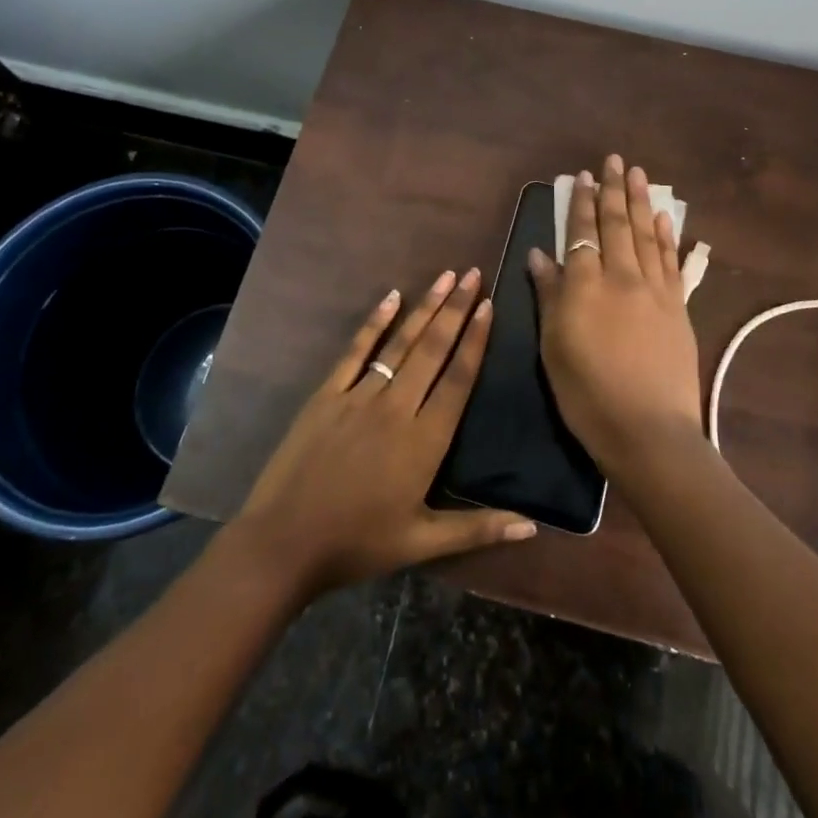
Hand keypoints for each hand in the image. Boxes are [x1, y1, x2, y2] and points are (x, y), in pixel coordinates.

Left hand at [231, 268, 536, 601]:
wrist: (284, 544)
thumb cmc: (357, 544)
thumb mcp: (422, 543)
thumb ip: (478, 529)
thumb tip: (533, 528)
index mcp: (425, 440)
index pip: (459, 379)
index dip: (476, 340)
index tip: (489, 306)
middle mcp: (397, 407)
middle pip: (433, 350)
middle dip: (456, 309)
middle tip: (473, 274)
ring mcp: (359, 396)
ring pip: (401, 343)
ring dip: (425, 308)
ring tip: (445, 276)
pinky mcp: (327, 394)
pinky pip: (356, 351)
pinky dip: (375, 323)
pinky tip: (391, 298)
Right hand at [527, 155, 703, 472]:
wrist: (648, 431)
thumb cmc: (587, 394)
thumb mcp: (553, 347)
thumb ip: (549, 296)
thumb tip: (540, 254)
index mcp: (586, 287)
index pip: (583, 235)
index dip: (582, 204)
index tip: (582, 176)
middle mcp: (622, 278)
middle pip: (617, 226)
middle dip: (613, 191)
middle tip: (614, 160)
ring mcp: (655, 291)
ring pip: (646, 236)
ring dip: (641, 202)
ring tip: (638, 174)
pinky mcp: (678, 308)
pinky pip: (672, 262)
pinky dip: (667, 236)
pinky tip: (664, 218)